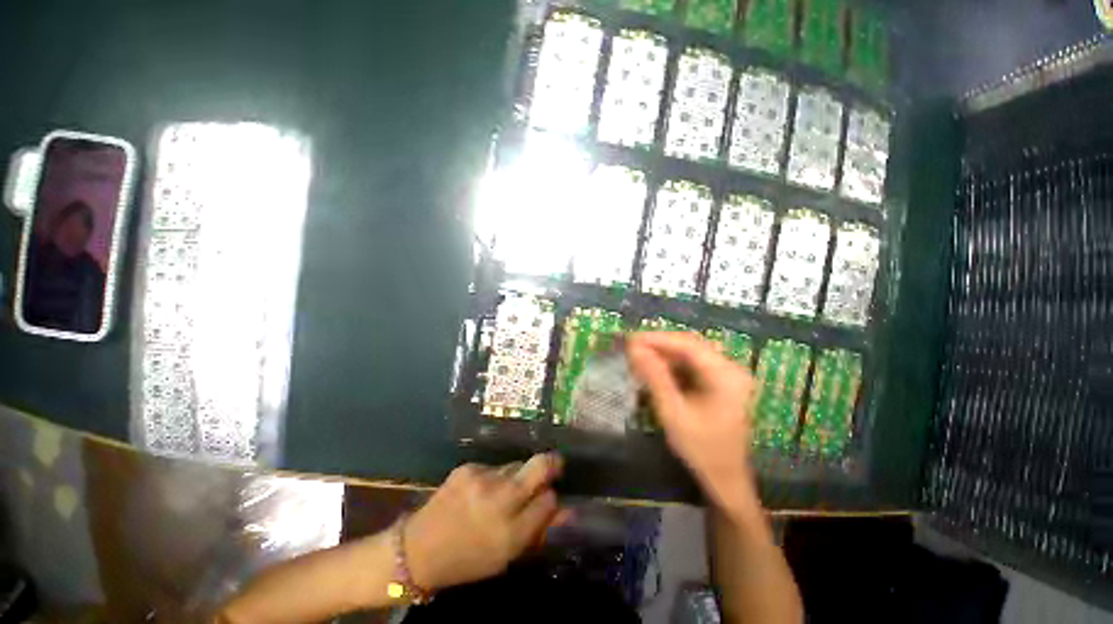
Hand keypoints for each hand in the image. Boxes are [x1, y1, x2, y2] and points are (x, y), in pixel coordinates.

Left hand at [403, 453, 567, 591]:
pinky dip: (495, 477)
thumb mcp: (509, 556)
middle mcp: (500, 499)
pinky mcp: (465, 469)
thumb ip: (538, 531)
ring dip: (518, 477)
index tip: (546, 507)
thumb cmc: (469, 562)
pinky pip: (493, 468)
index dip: (551, 502)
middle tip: (551, 472)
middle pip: (539, 467)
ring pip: (516, 466)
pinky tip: (482, 493)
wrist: (419, 549)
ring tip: (505, 493)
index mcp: (514, 530)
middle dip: (550, 467)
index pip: (551, 500)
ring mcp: (481, 480)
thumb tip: (566, 511)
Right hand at [627, 332, 759, 513]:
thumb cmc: (701, 450)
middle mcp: (733, 368)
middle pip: (694, 347)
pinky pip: (701, 369)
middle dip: (662, 346)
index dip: (658, 339)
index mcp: (726, 374)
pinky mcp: (728, 386)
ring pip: (696, 357)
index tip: (629, 339)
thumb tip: (634, 350)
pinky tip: (659, 374)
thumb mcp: (674, 414)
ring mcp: (732, 377)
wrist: (726, 478)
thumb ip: (655, 379)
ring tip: (640, 360)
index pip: (689, 345)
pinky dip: (679, 369)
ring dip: (669, 357)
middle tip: (631, 349)